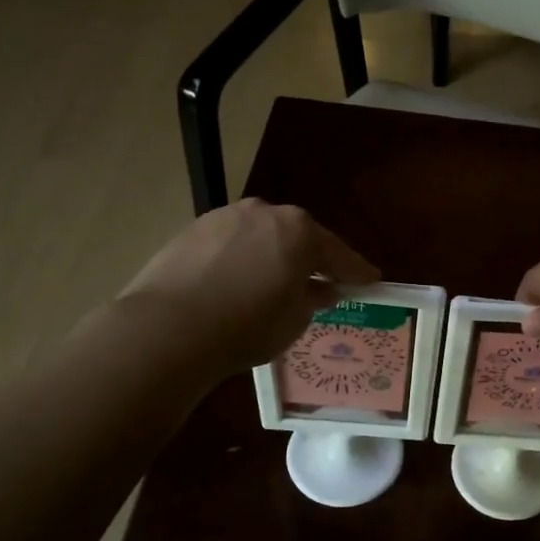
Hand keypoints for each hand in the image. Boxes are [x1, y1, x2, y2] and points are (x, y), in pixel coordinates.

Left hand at [120, 200, 377, 379]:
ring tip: (274, 282)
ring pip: (262, 236)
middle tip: (322, 281)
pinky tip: (238, 281)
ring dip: (273, 255)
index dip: (356, 271)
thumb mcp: (295, 319)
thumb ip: (314, 298)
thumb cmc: (247, 325)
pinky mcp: (192, 230)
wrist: (168, 328)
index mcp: (300, 230)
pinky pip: (231, 243)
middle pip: (299, 236)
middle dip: (311, 258)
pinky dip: (241, 258)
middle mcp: (265, 212)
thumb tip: (322, 288)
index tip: (371, 281)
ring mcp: (225, 217)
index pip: (339, 254)